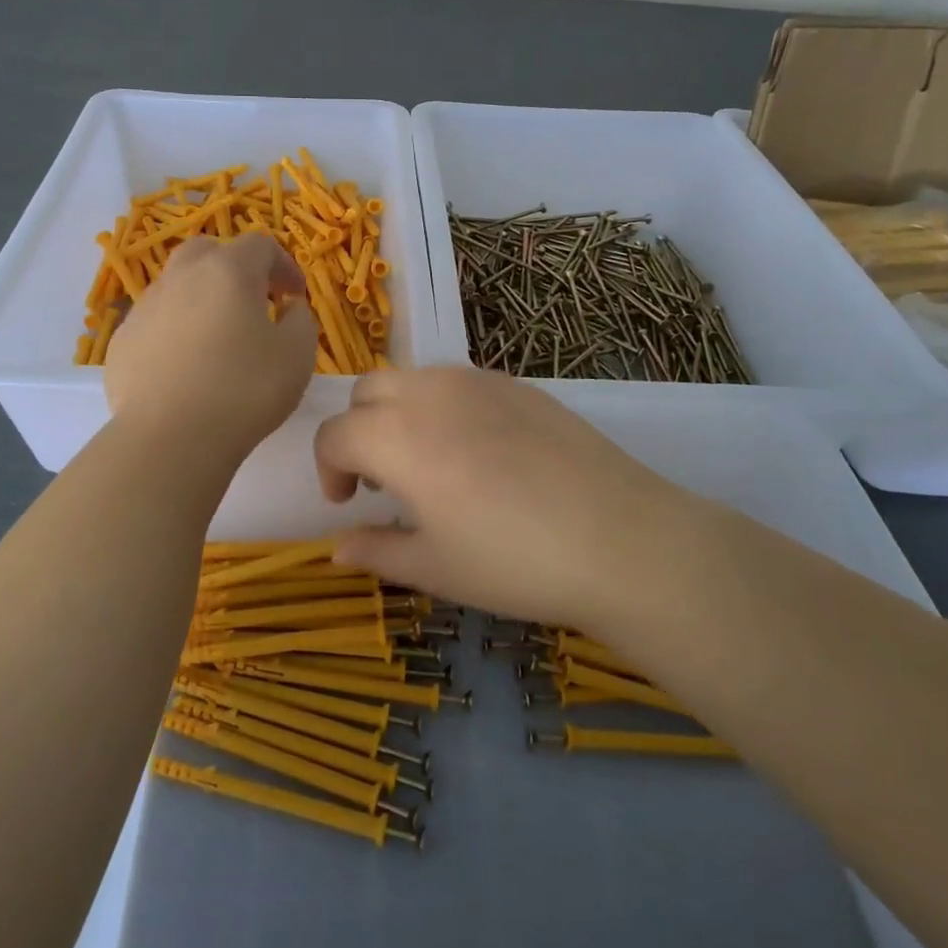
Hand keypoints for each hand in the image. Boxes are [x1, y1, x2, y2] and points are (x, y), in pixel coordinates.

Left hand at [104, 232, 316, 451]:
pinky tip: (185, 366)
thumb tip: (288, 308)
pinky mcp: (123, 340)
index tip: (295, 296)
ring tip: (217, 338)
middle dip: (234, 269)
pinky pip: (155, 321)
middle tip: (252, 302)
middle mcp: (182, 277)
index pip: (260, 245)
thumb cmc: (245, 390)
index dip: (284, 265)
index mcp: (228, 271)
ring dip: (201, 298)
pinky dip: (175, 330)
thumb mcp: (297, 355)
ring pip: (177, 285)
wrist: (170, 437)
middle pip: (209, 252)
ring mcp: (145, 306)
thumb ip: (301, 320)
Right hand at [314, 367, 712, 626]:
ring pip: (413, 379)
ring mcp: (476, 381)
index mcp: (396, 436)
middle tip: (385, 481)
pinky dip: (444, 408)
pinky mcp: (517, 383)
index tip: (348, 503)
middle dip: (359, 431)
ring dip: (400, 413)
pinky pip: (459, 382)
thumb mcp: (434, 568)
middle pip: (367, 392)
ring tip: (431, 464)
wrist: (619, 539)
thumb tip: (338, 548)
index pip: (334, 435)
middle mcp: (428, 392)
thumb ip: (376, 551)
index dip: (329, 469)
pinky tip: (481, 453)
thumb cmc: (513, 561)